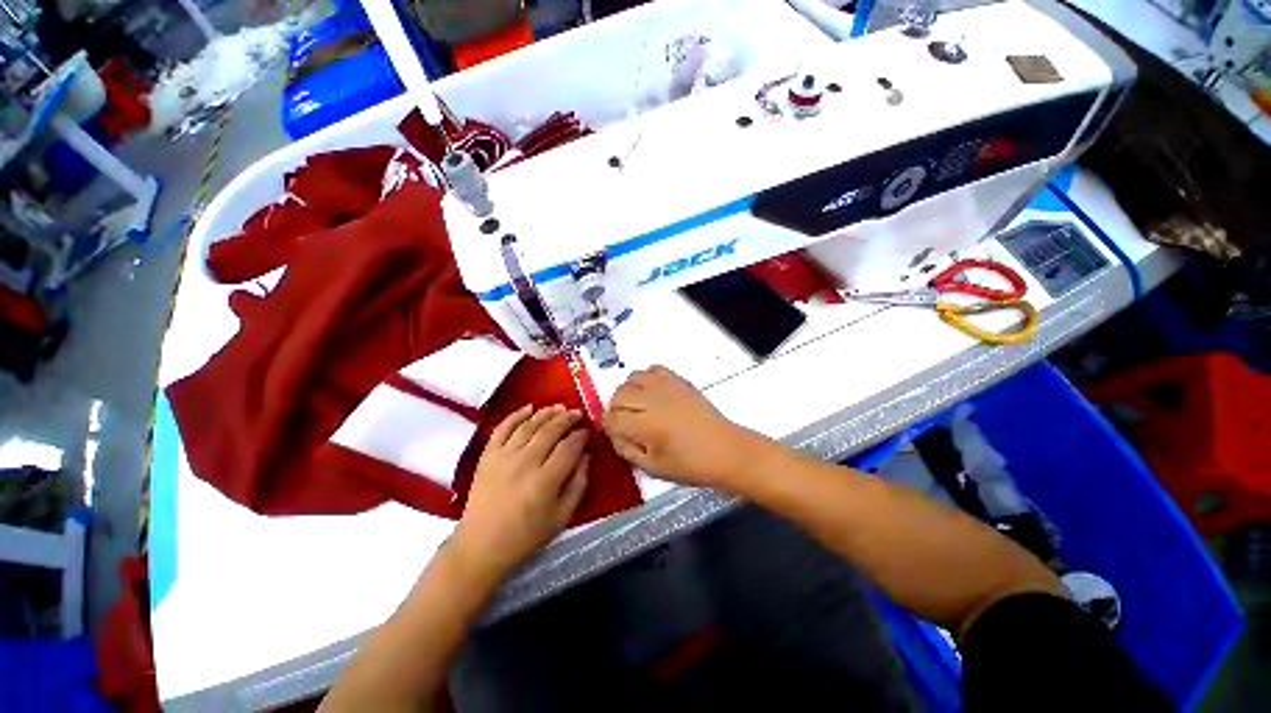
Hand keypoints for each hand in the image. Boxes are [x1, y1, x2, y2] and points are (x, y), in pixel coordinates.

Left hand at [452, 405, 589, 580]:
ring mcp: (503, 457)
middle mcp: (525, 463)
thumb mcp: (562, 517)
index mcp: (545, 481)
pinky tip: (529, 407)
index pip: (569, 447)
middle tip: (577, 414)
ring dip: (546, 412)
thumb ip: (578, 485)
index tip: (587, 432)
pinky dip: (516, 415)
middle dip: (567, 418)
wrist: (480, 546)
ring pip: (529, 425)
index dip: (581, 436)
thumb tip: (586, 456)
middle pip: (550, 430)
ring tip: (559, 407)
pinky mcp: (487, 455)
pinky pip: (503, 428)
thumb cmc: (526, 536)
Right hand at [604, 366, 760, 488]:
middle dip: (616, 409)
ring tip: (638, 407)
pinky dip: (646, 379)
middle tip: (626, 423)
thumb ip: (627, 450)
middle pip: (619, 395)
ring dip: (629, 392)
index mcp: (646, 424)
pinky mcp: (678, 380)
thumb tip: (614, 434)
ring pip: (632, 378)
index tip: (618, 436)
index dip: (610, 428)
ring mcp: (667, 386)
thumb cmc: (691, 465)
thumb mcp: (653, 468)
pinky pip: (653, 369)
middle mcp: (653, 399)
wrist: (725, 450)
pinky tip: (652, 393)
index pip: (612, 418)